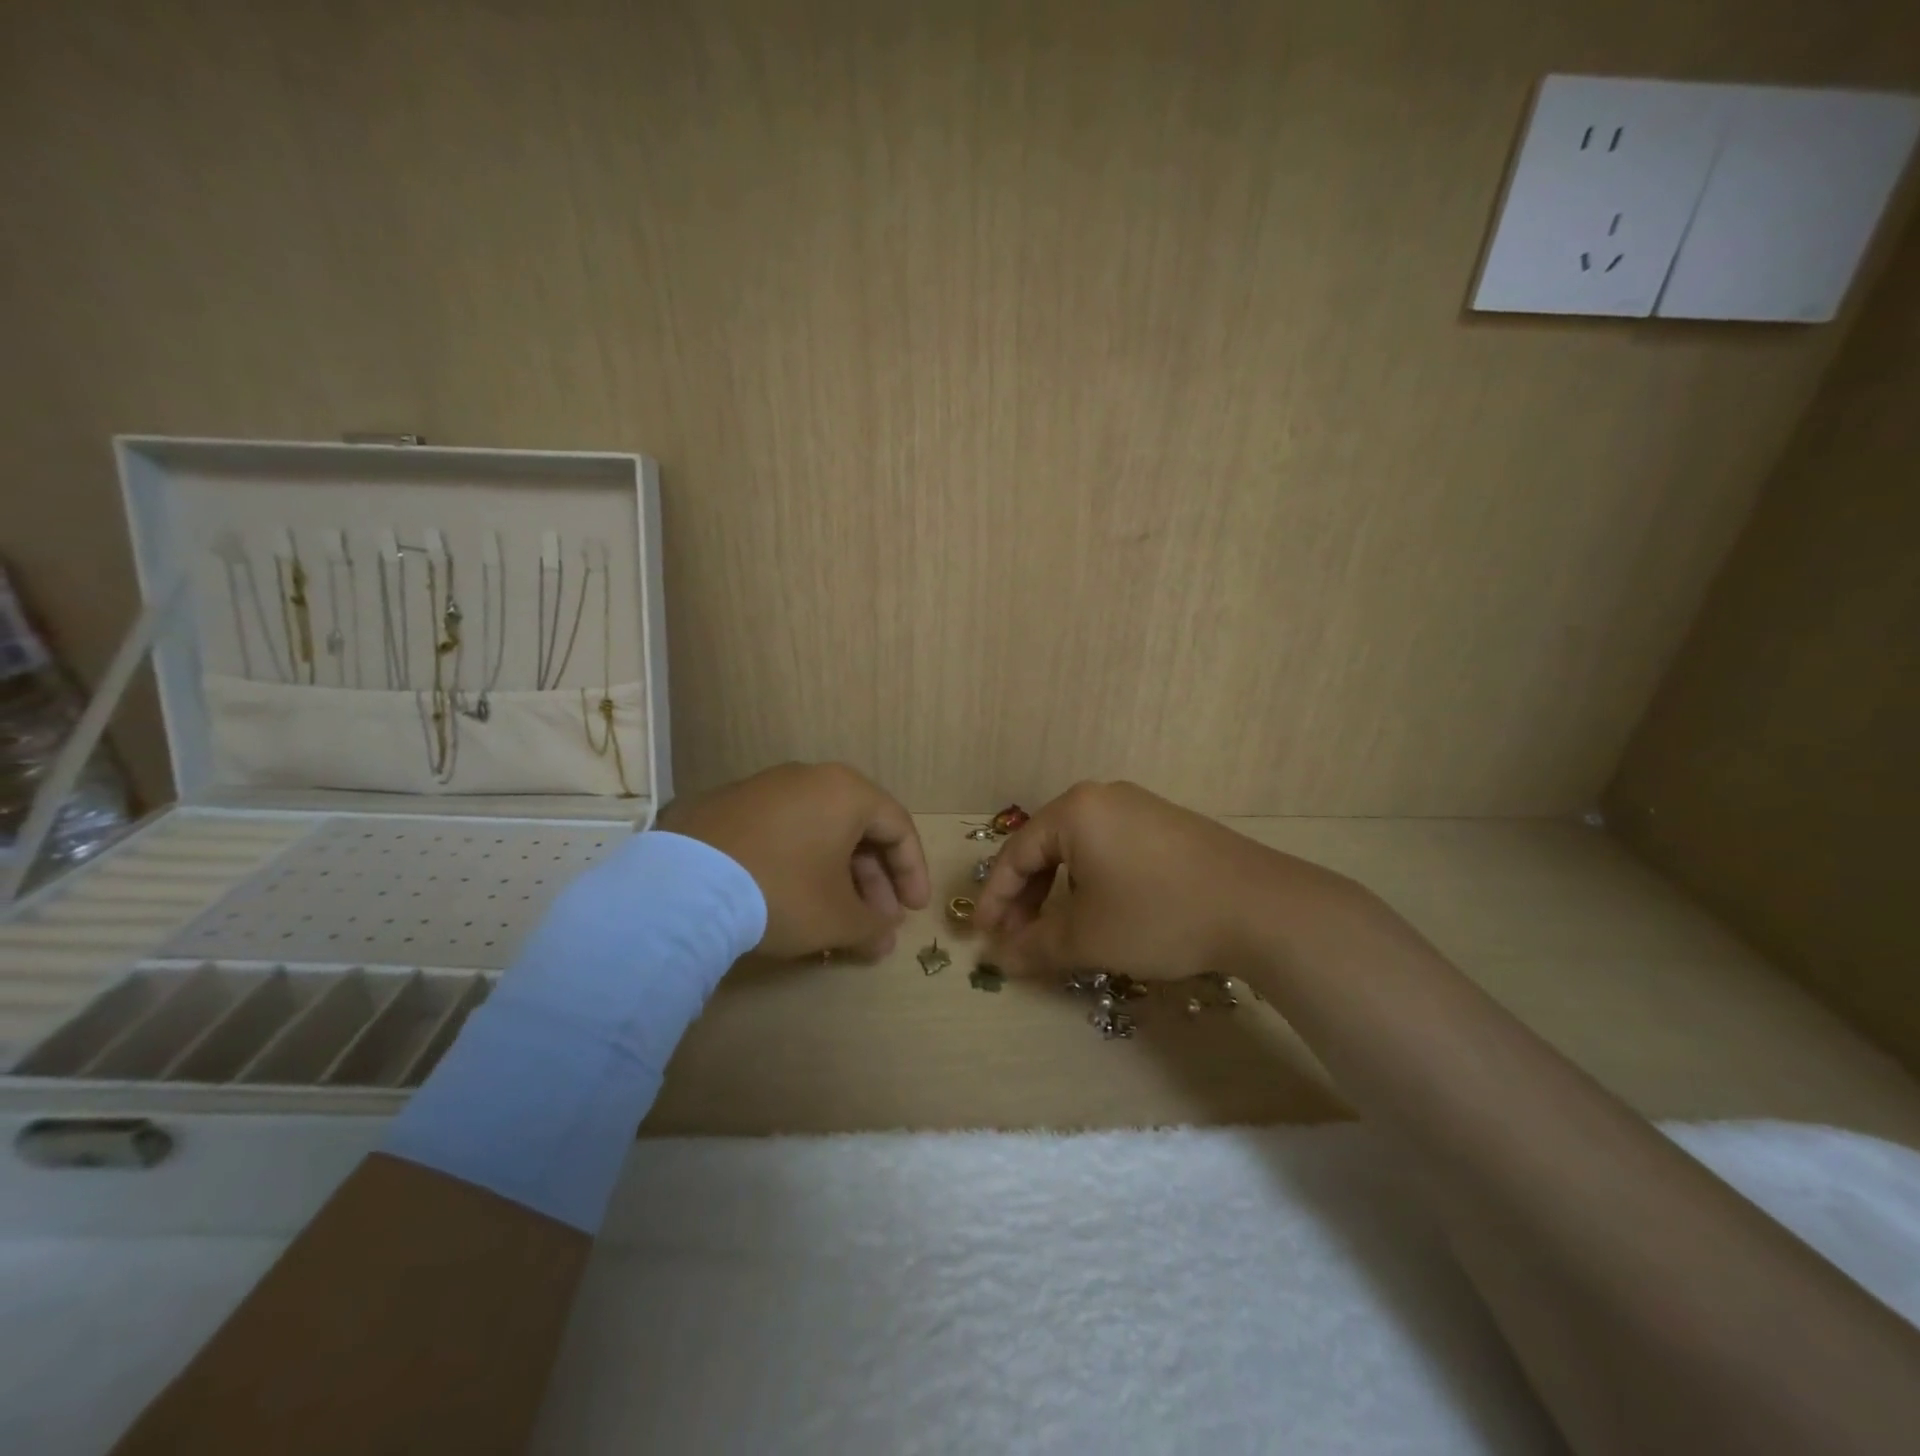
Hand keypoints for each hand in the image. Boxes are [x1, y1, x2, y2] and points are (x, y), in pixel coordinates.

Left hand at [665, 762, 930, 959]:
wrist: (682, 888)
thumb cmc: (781, 892)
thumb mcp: (838, 918)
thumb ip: (873, 927)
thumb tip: (885, 937)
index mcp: (846, 791)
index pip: (898, 827)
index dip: (912, 872)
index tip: (913, 912)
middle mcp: (808, 778)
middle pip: (857, 829)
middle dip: (873, 881)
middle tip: (876, 921)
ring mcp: (762, 789)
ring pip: (817, 831)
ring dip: (836, 875)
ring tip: (836, 918)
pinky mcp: (724, 807)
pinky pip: (780, 833)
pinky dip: (797, 864)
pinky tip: (790, 900)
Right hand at [974, 780, 1362, 980]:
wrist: (1261, 907)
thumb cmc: (1158, 915)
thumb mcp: (1088, 937)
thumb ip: (1034, 946)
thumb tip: (999, 959)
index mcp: (1075, 811)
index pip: (1016, 854)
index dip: (995, 899)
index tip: (984, 937)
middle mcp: (1103, 797)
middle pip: (1047, 848)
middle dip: (1027, 897)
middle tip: (1018, 938)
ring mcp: (1141, 808)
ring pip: (1080, 850)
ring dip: (1060, 892)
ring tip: (1058, 930)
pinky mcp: (1169, 826)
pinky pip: (1112, 850)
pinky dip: (1094, 882)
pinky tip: (1103, 911)